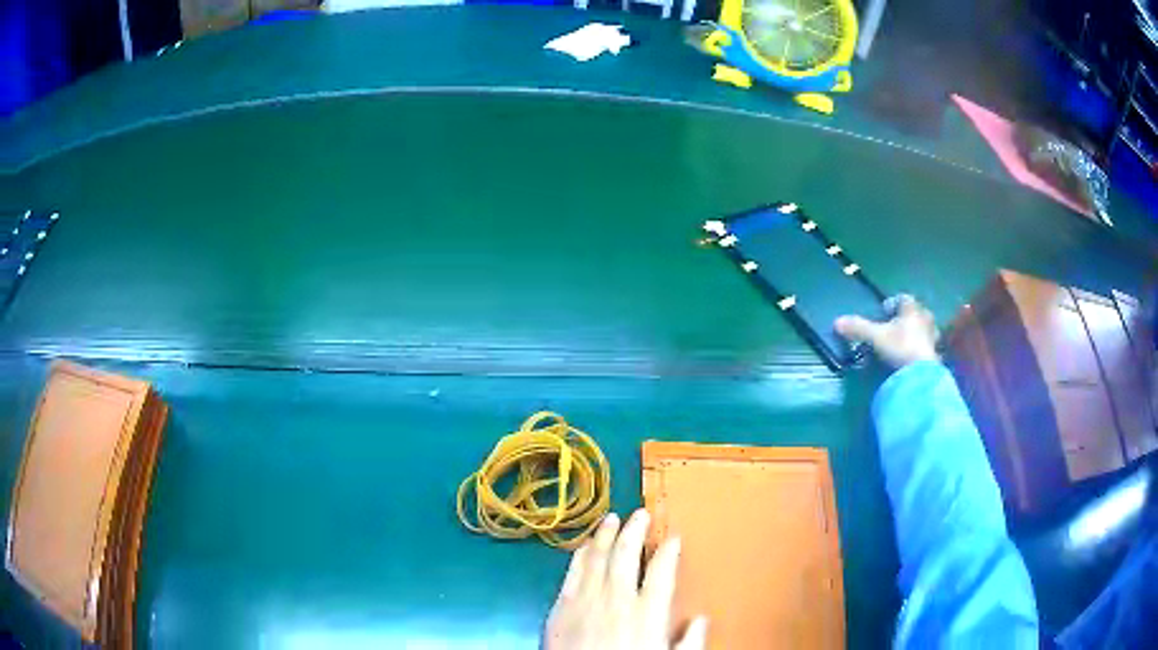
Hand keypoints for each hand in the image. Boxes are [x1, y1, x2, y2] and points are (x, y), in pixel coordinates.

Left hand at [545, 509, 707, 649]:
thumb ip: (688, 643)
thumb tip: (701, 620)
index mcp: (647, 613)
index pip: (662, 571)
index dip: (668, 551)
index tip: (673, 537)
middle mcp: (617, 599)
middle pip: (627, 554)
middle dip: (635, 530)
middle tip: (641, 514)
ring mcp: (585, 600)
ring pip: (597, 557)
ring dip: (606, 534)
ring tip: (612, 517)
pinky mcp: (560, 606)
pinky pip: (572, 572)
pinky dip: (580, 553)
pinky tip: (585, 543)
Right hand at [835, 294, 938, 368]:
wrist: (921, 374)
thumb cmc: (901, 348)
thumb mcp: (875, 337)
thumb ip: (858, 328)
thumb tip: (836, 322)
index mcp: (912, 309)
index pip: (903, 298)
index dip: (892, 303)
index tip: (883, 312)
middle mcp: (925, 318)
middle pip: (916, 311)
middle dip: (906, 317)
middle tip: (894, 327)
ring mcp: (932, 336)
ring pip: (924, 328)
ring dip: (915, 332)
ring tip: (903, 342)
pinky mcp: (936, 354)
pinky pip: (928, 345)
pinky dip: (920, 348)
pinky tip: (911, 357)